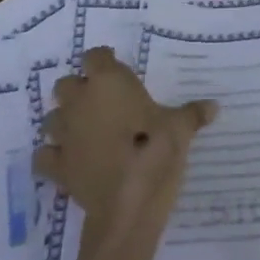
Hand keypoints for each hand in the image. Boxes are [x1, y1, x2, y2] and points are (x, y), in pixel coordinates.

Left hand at [35, 48, 217, 256]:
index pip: (95, 56)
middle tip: (102, 102)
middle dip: (79, 90)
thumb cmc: (155, 151)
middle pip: (66, 84)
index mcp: (108, 83)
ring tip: (85, 131)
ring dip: (65, 121)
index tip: (117, 70)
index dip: (104, 61)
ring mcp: (63, 135)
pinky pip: (45, 155)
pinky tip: (69, 160)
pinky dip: (53, 155)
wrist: (129, 203)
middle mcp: (79, 102)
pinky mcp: (56, 166)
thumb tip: (214, 106)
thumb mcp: (181, 129)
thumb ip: (193, 114)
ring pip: (52, 118)